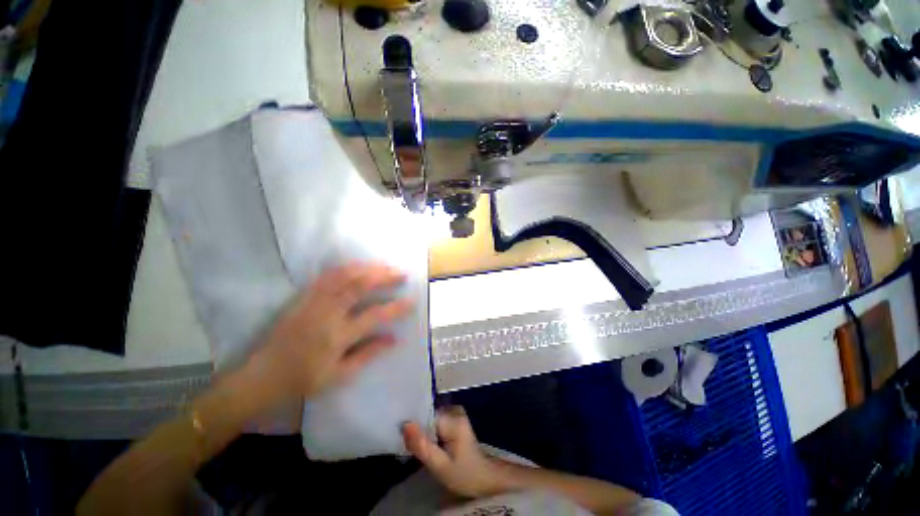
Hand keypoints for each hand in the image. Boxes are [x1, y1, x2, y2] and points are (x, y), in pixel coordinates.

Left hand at [248, 262, 413, 402]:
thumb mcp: (339, 375)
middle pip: (359, 286)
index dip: (397, 307)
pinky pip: (327, 276)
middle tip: (401, 273)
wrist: (261, 376)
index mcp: (338, 336)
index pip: (375, 316)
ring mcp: (313, 302)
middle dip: (384, 277)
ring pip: (343, 275)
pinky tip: (358, 266)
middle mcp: (327, 313)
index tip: (413, 300)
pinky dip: (346, 268)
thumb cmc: (302, 380)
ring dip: (367, 268)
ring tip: (384, 266)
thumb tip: (394, 338)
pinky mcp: (303, 297)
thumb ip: (368, 354)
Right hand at [402, 407, 507, 498]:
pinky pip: (436, 421)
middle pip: (428, 415)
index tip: (402, 436)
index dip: (413, 424)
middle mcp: (455, 411)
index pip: (426, 414)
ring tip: (417, 446)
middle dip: (418, 428)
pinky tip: (427, 444)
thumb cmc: (464, 475)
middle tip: (409, 445)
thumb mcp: (440, 466)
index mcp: (453, 419)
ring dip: (423, 430)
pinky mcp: (456, 420)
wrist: (485, 479)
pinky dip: (430, 431)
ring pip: (431, 418)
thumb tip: (405, 424)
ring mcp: (456, 414)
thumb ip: (422, 446)